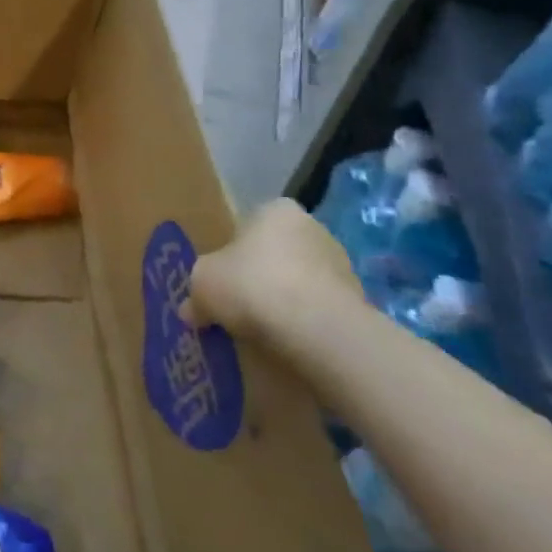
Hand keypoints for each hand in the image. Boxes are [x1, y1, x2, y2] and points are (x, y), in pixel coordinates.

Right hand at [184, 198, 360, 344]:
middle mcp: (314, 228)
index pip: (249, 224)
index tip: (223, 278)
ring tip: (262, 330)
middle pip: (277, 252)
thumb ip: (196, 291)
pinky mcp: (359, 303)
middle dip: (260, 276)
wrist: (317, 329)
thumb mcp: (203, 282)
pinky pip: (320, 310)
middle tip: (238, 304)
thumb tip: (192, 310)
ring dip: (284, 300)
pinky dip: (305, 323)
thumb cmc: (252, 284)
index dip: (232, 252)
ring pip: (300, 282)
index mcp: (277, 210)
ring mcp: (342, 266)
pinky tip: (288, 341)